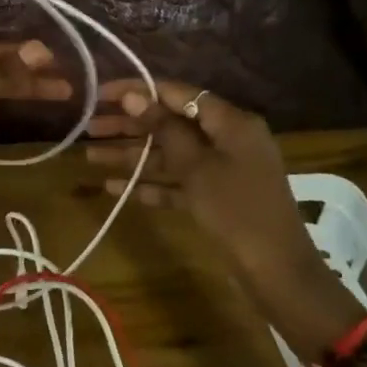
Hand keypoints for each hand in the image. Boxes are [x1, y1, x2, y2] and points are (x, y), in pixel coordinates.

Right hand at [84, 79, 362, 355]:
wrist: (278, 275)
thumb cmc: (237, 212)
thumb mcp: (197, 167)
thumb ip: (164, 129)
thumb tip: (134, 95)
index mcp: (231, 122)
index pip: (177, 94)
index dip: (137, 91)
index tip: (101, 93)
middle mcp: (227, 139)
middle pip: (171, 124)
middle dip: (129, 126)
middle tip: (88, 127)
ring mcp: (222, 170)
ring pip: (170, 154)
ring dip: (132, 156)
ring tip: (89, 157)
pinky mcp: (216, 198)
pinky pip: (178, 182)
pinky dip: (150, 184)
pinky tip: (114, 188)